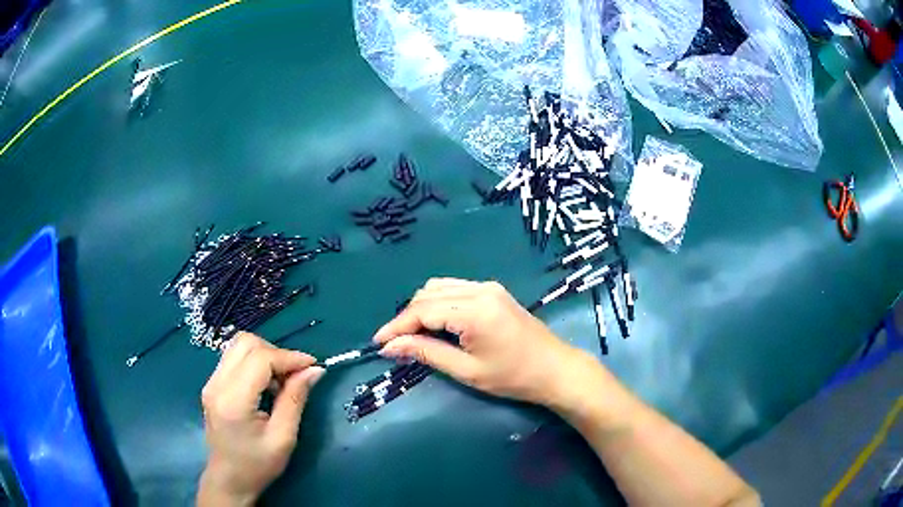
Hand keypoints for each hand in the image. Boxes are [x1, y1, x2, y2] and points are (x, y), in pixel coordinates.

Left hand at [198, 332, 324, 505]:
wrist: (229, 479)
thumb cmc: (258, 465)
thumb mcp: (283, 438)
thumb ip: (295, 400)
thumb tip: (314, 369)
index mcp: (233, 400)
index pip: (260, 359)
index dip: (289, 357)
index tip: (313, 365)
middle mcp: (216, 384)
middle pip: (246, 343)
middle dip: (276, 352)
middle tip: (295, 375)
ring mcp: (211, 382)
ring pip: (238, 346)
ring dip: (265, 355)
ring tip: (280, 381)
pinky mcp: (212, 384)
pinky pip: (234, 358)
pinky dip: (254, 362)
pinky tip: (265, 385)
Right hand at [373, 278, 590, 406]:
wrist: (555, 369)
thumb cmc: (513, 377)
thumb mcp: (467, 371)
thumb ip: (427, 353)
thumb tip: (391, 347)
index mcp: (473, 310)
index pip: (422, 311)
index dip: (397, 326)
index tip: (378, 343)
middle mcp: (479, 289)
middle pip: (428, 294)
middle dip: (407, 317)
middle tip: (395, 343)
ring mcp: (488, 287)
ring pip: (440, 287)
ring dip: (421, 308)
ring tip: (411, 334)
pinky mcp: (493, 291)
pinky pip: (455, 289)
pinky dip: (438, 303)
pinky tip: (435, 322)